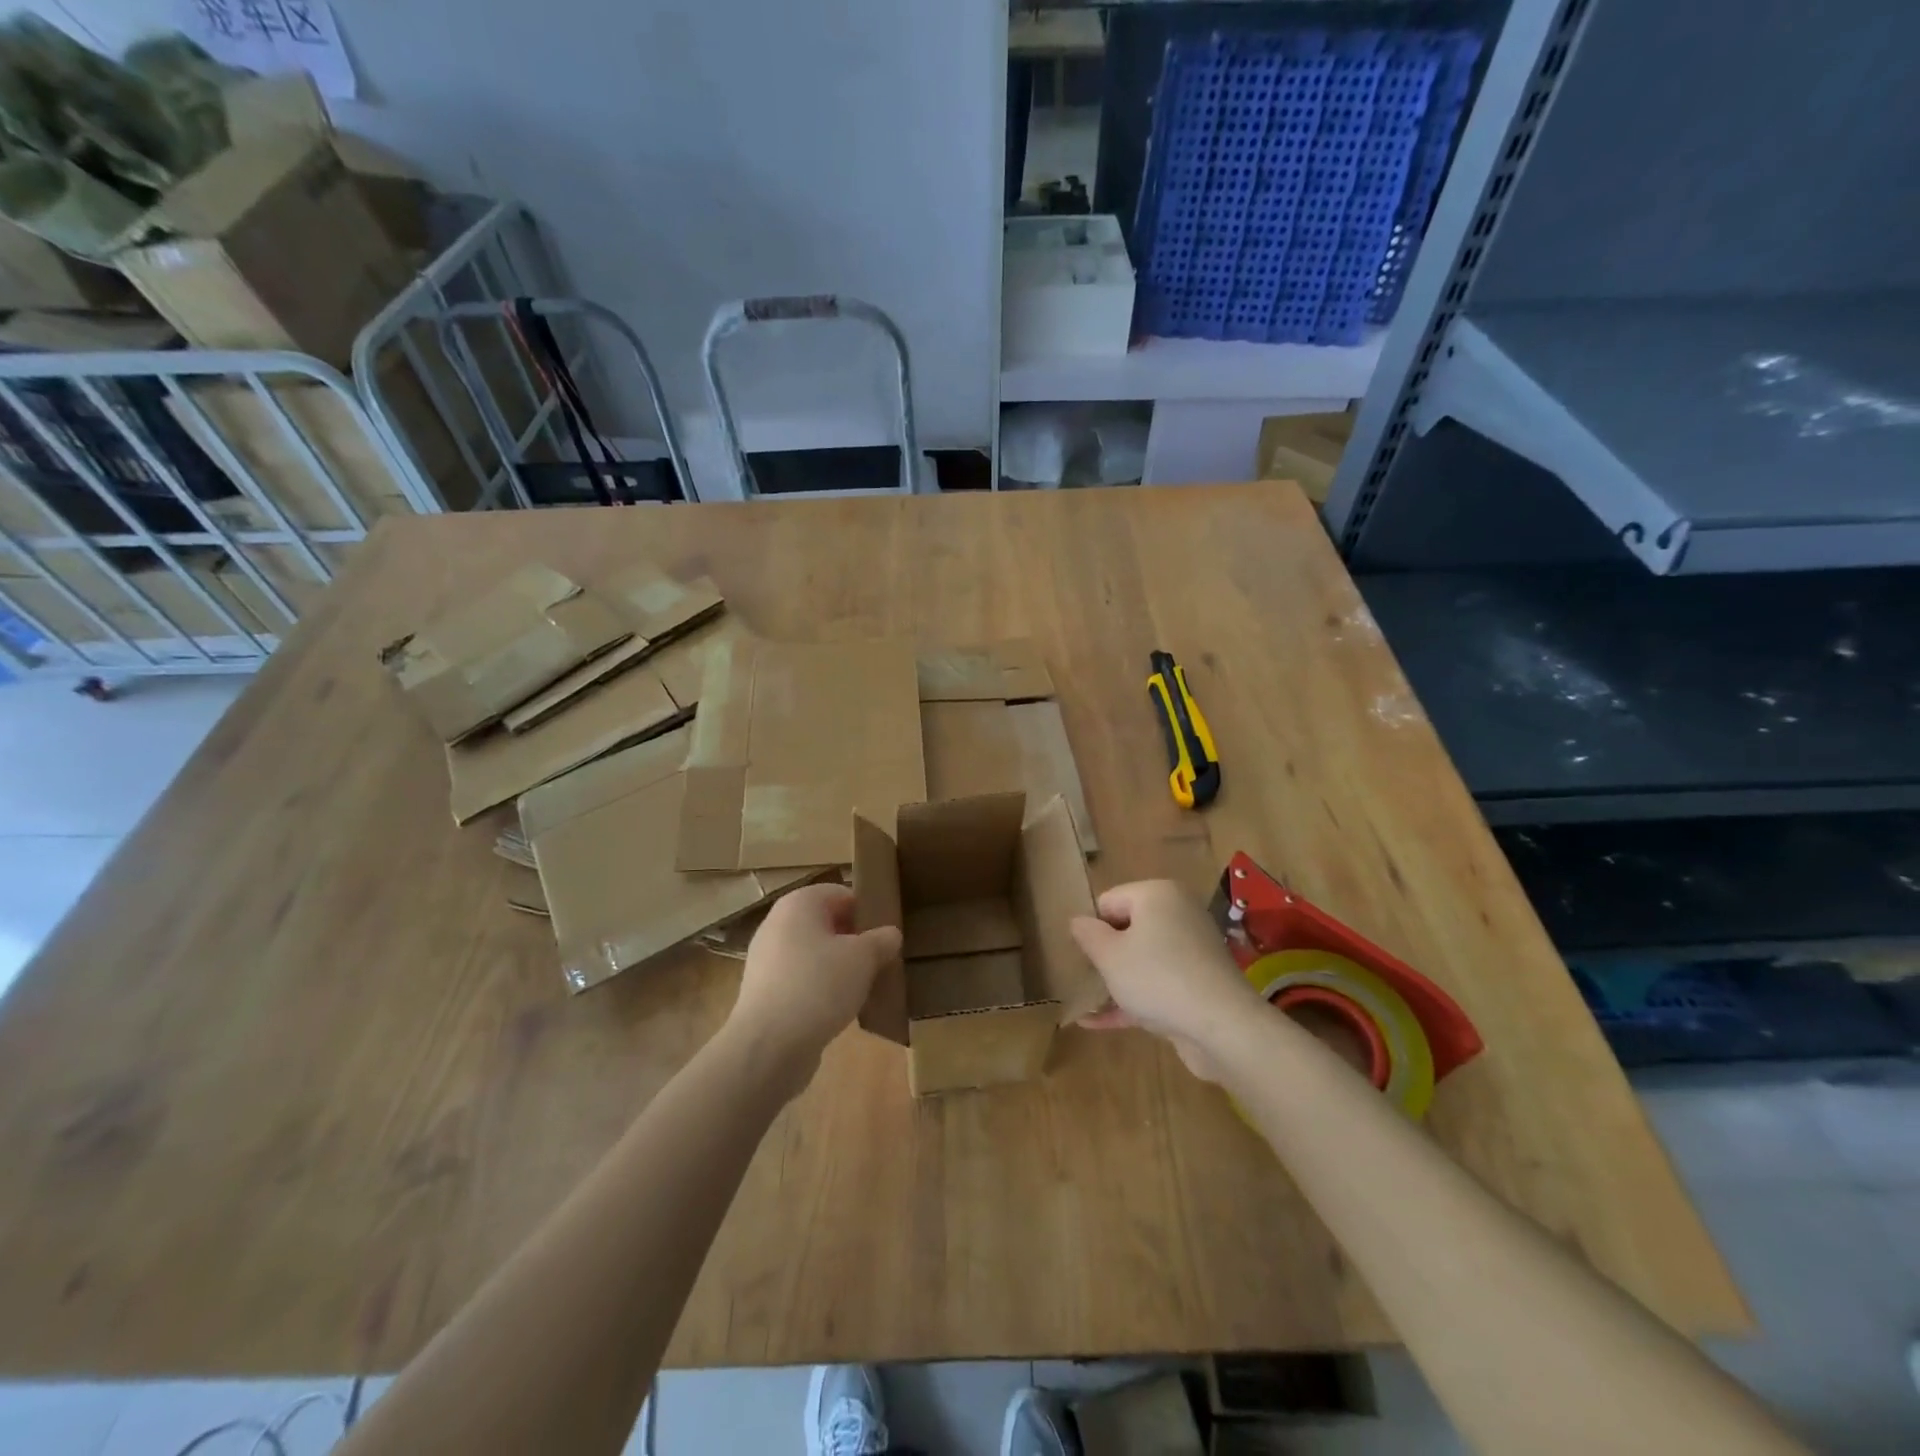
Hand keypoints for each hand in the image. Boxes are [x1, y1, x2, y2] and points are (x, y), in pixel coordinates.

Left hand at [726, 882, 901, 1097]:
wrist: (768, 1045)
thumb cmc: (819, 985)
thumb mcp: (864, 958)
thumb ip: (881, 941)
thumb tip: (890, 935)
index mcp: (799, 904)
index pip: (841, 893)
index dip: (867, 910)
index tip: (888, 934)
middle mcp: (777, 924)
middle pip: (826, 923)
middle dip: (855, 940)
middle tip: (881, 960)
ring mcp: (767, 959)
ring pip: (814, 954)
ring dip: (839, 967)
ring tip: (865, 987)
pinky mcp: (764, 992)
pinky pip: (801, 980)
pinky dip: (821, 989)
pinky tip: (840, 1008)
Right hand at [1069, 880, 1262, 1082]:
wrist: (1222, 1026)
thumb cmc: (1156, 977)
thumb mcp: (1109, 955)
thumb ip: (1087, 935)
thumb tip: (1077, 921)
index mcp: (1157, 894)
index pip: (1109, 901)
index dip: (1091, 928)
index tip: (1081, 956)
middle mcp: (1178, 914)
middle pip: (1128, 929)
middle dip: (1104, 954)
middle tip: (1084, 979)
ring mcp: (1191, 951)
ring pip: (1143, 959)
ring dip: (1116, 980)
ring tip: (1086, 1002)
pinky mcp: (1198, 983)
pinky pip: (1157, 984)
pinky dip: (1131, 999)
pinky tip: (1096, 1023)